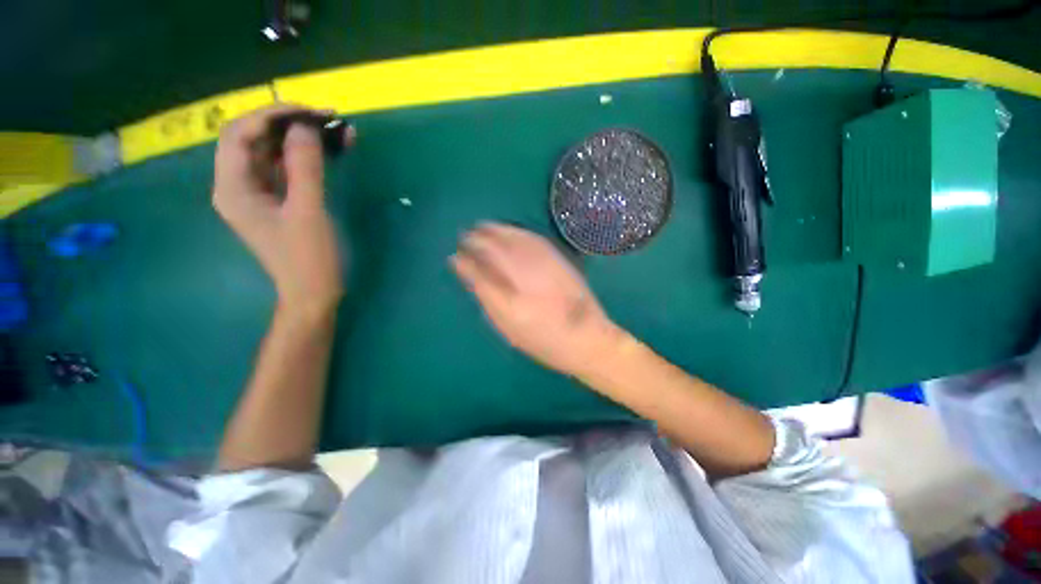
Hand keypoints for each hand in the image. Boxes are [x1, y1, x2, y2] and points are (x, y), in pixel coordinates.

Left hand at [213, 105, 349, 316]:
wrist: (314, 293)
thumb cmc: (309, 258)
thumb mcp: (308, 212)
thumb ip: (305, 168)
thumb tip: (305, 128)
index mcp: (233, 189)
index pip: (239, 136)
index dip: (269, 116)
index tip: (307, 111)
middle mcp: (238, 186)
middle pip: (253, 140)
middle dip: (286, 125)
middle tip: (324, 118)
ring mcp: (258, 194)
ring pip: (272, 153)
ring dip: (299, 139)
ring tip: (331, 130)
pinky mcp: (277, 201)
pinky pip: (286, 169)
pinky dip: (305, 157)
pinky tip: (327, 150)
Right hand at [451, 223, 620, 376]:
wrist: (587, 338)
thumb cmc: (544, 340)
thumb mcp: (510, 328)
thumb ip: (489, 301)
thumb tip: (471, 276)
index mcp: (513, 304)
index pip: (482, 275)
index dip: (466, 263)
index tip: (455, 256)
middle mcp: (528, 280)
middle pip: (497, 251)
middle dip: (479, 240)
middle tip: (466, 236)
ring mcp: (546, 267)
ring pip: (515, 241)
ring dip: (496, 231)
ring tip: (481, 227)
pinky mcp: (559, 260)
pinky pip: (533, 239)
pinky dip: (517, 231)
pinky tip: (508, 230)